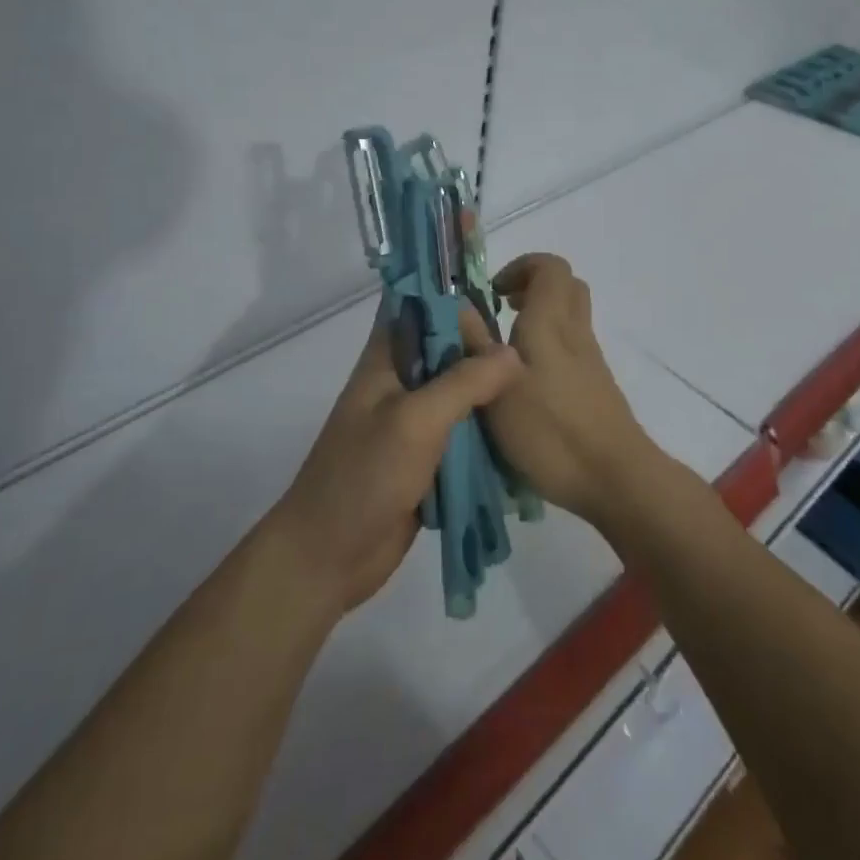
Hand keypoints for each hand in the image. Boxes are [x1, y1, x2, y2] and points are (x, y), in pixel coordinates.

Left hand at [276, 310, 521, 616]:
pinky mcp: (429, 455)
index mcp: (387, 356)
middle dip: (485, 352)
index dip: (456, 304)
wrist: (328, 556)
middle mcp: (402, 379)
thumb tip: (513, 353)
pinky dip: (488, 429)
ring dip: (491, 393)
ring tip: (531, 400)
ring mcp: (416, 419)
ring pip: (462, 389)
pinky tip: (520, 433)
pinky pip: (466, 430)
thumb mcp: (416, 420)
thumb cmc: (364, 476)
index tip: (493, 326)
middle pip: (450, 346)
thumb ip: (465, 382)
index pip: (422, 304)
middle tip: (526, 370)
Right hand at [486, 254, 662, 528]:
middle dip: (531, 288)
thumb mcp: (497, 391)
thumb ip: (475, 345)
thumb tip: (456, 305)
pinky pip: (572, 347)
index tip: (493, 292)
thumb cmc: (552, 431)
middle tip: (501, 311)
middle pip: (565, 287)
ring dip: (540, 319)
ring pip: (569, 318)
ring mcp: (590, 360)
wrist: (616, 478)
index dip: (522, 267)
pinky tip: (526, 384)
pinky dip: (549, 348)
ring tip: (504, 351)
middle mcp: (575, 332)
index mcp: (551, 322)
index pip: (550, 267)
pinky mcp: (596, 386)